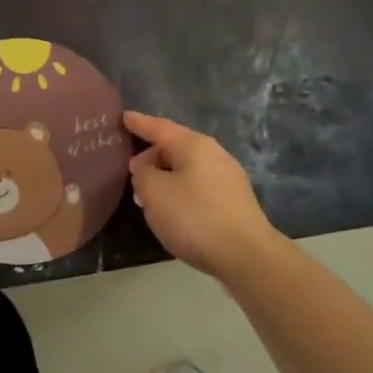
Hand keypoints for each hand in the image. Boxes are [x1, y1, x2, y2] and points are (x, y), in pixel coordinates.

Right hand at [124, 111, 282, 279]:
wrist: (247, 255)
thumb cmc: (195, 217)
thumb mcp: (154, 193)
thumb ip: (143, 176)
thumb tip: (149, 172)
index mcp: (194, 145)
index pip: (160, 127)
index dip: (140, 123)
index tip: (124, 117)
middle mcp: (214, 154)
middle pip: (176, 147)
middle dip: (152, 155)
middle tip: (133, 171)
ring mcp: (228, 177)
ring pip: (188, 168)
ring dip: (166, 175)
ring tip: (150, 194)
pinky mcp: (235, 202)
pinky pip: (199, 185)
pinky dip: (182, 190)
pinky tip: (174, 209)